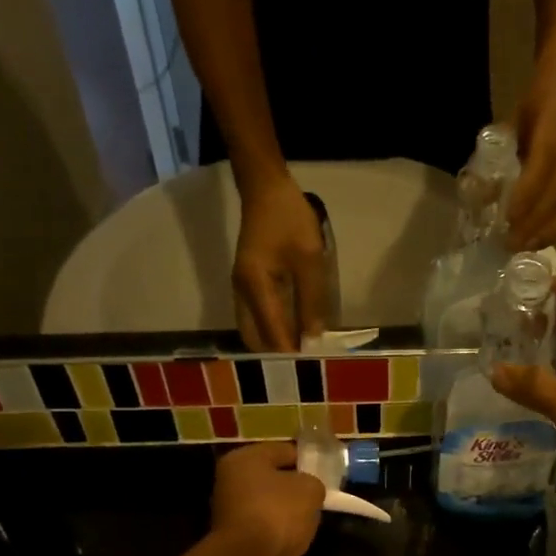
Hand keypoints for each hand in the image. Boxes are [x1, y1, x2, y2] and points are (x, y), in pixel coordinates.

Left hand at [210, 442, 325, 555]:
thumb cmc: (278, 513)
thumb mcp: (310, 489)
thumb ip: (314, 482)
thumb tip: (309, 489)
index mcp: (244, 458)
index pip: (284, 450)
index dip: (308, 460)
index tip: (327, 473)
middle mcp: (231, 480)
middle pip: (274, 477)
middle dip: (297, 487)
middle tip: (320, 496)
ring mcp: (230, 510)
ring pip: (270, 503)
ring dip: (288, 510)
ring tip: (310, 519)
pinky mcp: (235, 536)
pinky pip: (265, 525)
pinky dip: (279, 530)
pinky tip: (295, 537)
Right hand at [234, 179, 328, 352]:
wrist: (266, 189)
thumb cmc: (290, 220)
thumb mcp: (309, 259)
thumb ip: (312, 300)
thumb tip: (314, 338)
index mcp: (255, 286)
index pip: (272, 332)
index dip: (291, 352)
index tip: (312, 366)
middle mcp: (242, 293)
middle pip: (255, 339)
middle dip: (278, 354)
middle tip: (306, 362)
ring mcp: (241, 289)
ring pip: (252, 330)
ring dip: (273, 343)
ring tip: (301, 350)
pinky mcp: (247, 285)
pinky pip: (256, 317)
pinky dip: (271, 329)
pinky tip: (292, 331)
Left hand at [508, 70, 555, 250]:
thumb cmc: (535, 106)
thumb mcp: (511, 123)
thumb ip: (496, 159)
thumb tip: (478, 197)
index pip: (544, 161)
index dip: (527, 193)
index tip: (508, 218)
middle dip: (535, 220)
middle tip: (511, 243)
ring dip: (550, 230)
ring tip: (526, 247)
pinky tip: (542, 240)